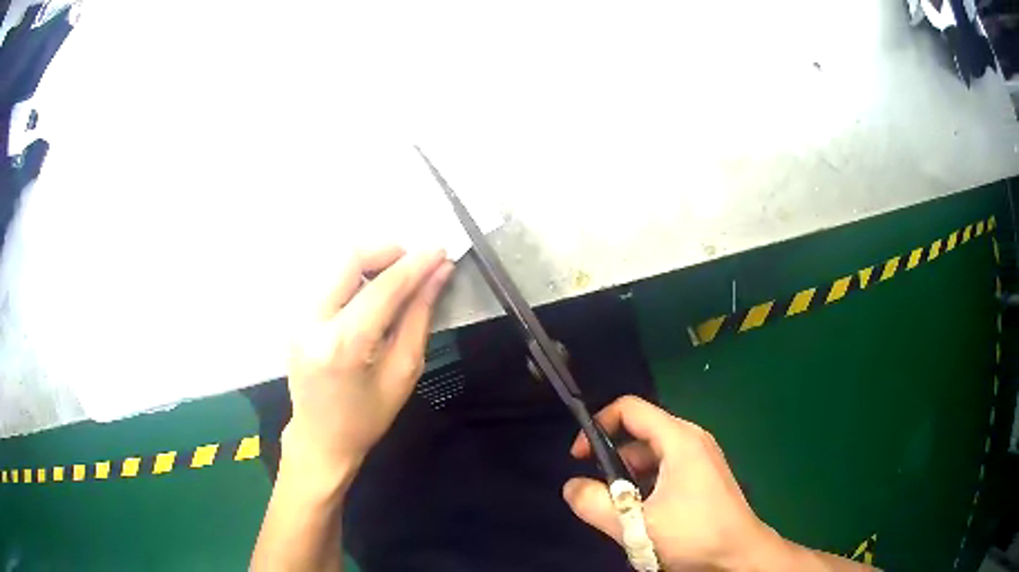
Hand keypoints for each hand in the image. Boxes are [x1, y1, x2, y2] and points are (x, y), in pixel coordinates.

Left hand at [282, 246, 453, 479]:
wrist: (319, 438)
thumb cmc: (366, 418)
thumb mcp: (403, 373)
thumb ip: (419, 318)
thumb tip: (439, 275)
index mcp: (343, 345)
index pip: (383, 288)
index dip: (415, 265)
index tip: (440, 250)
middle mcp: (313, 322)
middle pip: (350, 259)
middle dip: (387, 252)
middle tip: (414, 263)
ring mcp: (298, 317)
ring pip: (336, 264)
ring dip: (371, 262)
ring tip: (396, 280)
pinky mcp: (294, 316)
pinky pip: (328, 279)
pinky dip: (355, 277)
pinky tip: (371, 294)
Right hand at [563, 396, 787, 570]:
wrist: (739, 554)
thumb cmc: (694, 534)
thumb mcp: (636, 525)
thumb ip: (595, 505)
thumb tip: (571, 486)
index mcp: (679, 439)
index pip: (629, 408)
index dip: (598, 425)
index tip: (579, 458)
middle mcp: (692, 439)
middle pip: (640, 432)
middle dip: (612, 459)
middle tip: (599, 492)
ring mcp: (700, 456)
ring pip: (652, 453)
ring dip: (628, 476)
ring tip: (620, 509)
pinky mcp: (703, 474)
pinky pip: (666, 467)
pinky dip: (646, 483)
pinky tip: (644, 512)